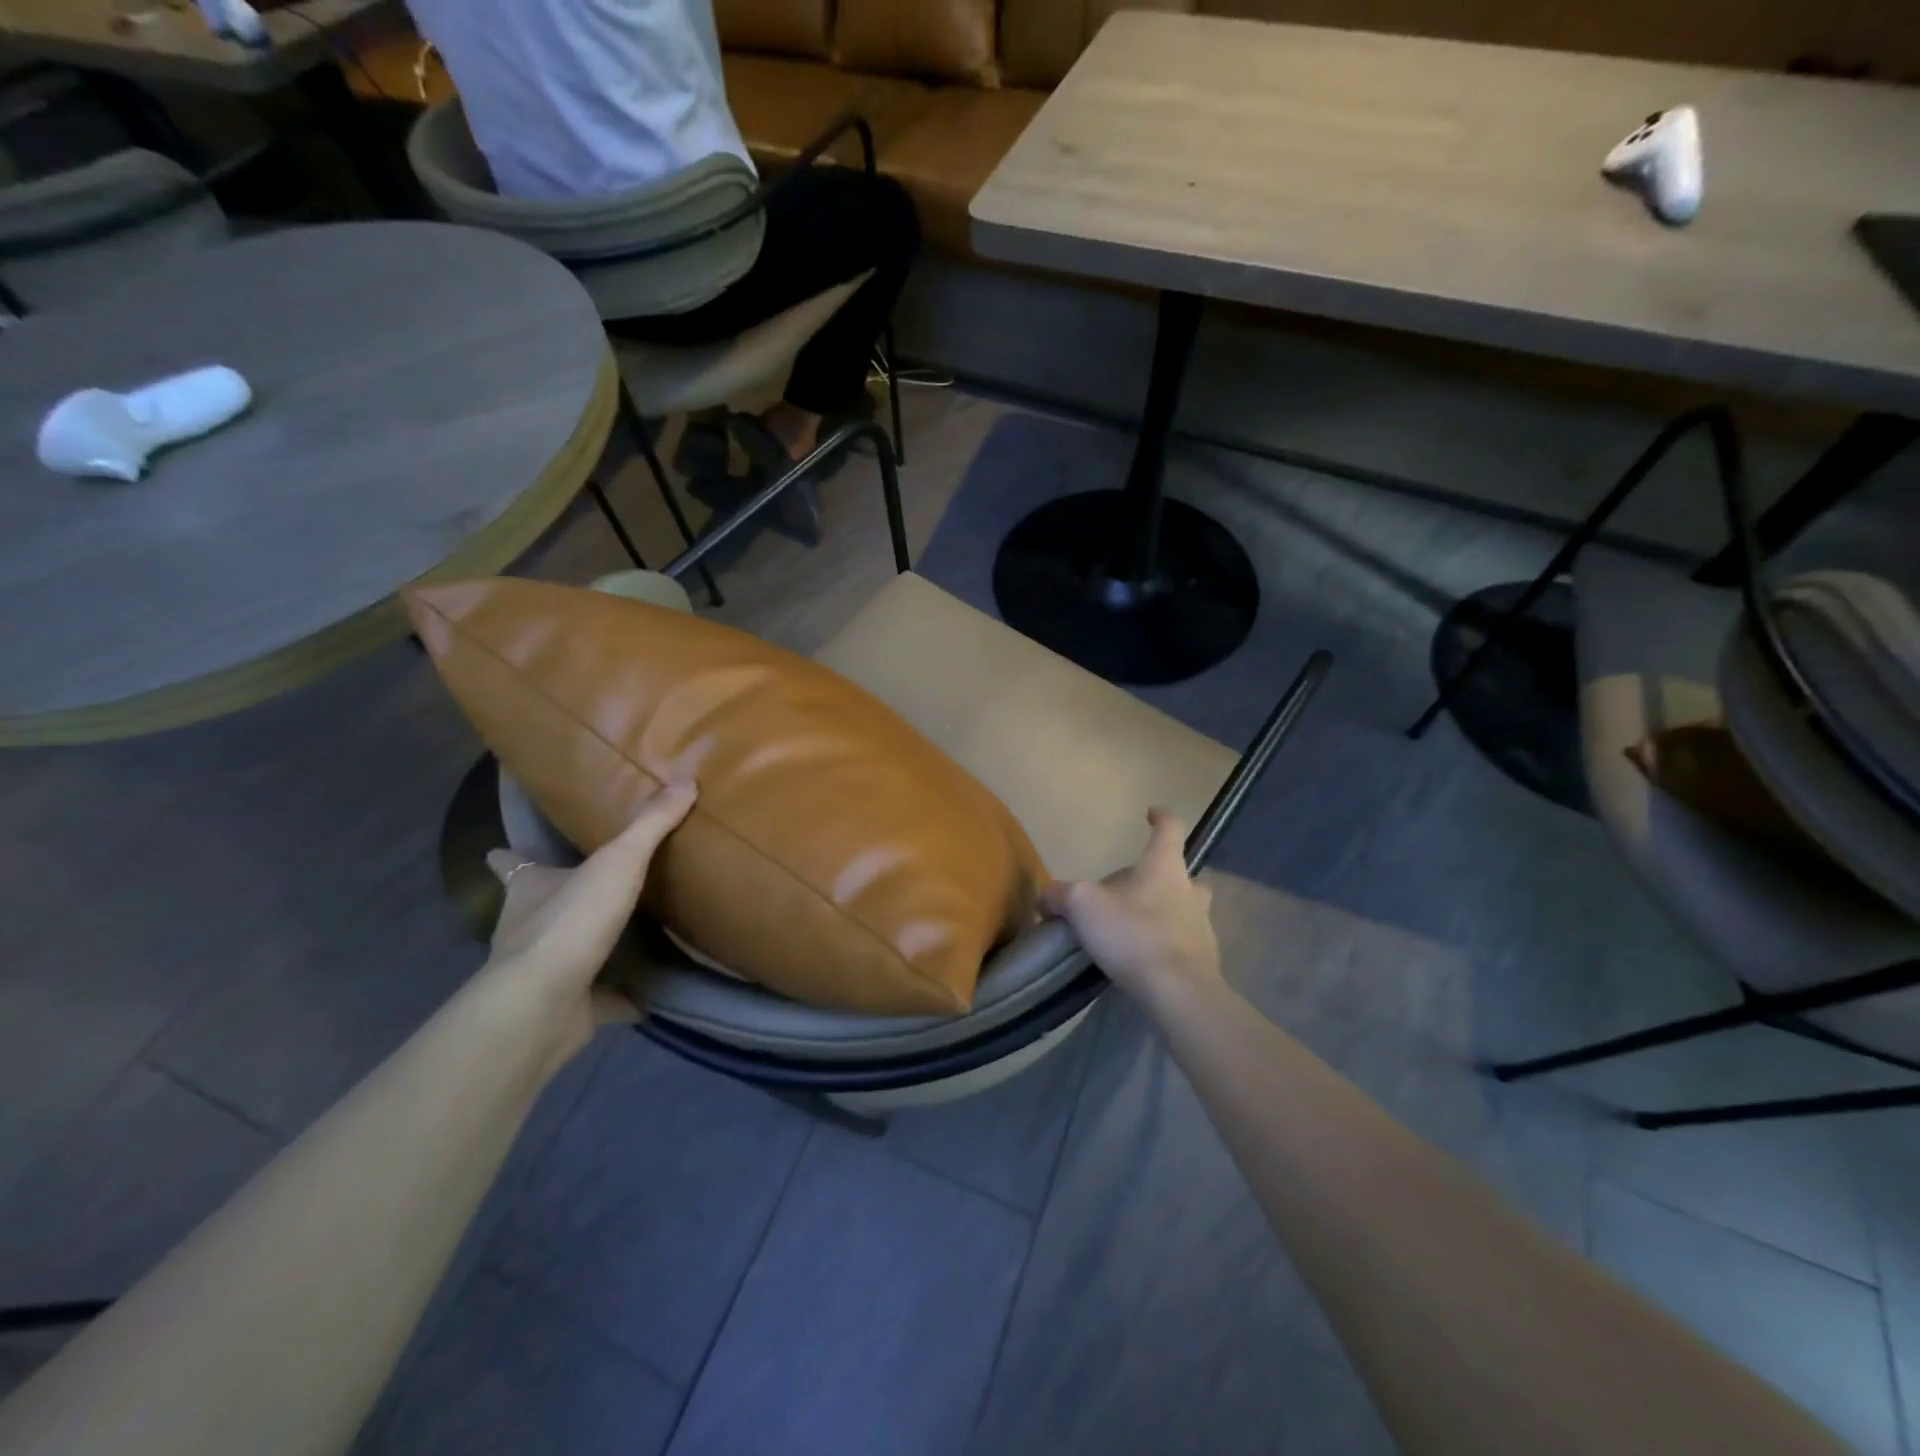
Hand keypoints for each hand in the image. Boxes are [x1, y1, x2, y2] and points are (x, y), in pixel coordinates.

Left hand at [482, 782, 695, 1053]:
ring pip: (565, 956)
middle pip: (536, 909)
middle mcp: (527, 929)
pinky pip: (598, 1000)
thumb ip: (651, 825)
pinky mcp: (565, 1009)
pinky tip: (647, 996)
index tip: (499, 851)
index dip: (509, 857)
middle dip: (555, 902)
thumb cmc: (571, 920)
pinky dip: (619, 998)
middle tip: (588, 891)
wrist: (543, 1004)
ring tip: (626, 939)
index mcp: (531, 889)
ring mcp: (543, 974)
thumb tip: (686, 781)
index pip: (512, 865)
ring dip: (588, 950)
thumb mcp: (618, 861)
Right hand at [1041, 808, 1222, 1007]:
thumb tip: (1047, 897)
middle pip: (1178, 872)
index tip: (1151, 813)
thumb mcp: (1082, 906)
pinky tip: (1144, 960)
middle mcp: (1190, 890)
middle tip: (1132, 889)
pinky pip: (1183, 944)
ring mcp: (1202, 926)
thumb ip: (1061, 895)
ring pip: (1185, 909)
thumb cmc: (1133, 934)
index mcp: (1164, 867)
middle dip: (1158, 876)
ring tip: (1135, 927)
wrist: (1179, 992)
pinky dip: (1166, 945)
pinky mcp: (1204, 960)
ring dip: (1164, 911)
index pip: (1170, 828)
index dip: (1160, 817)